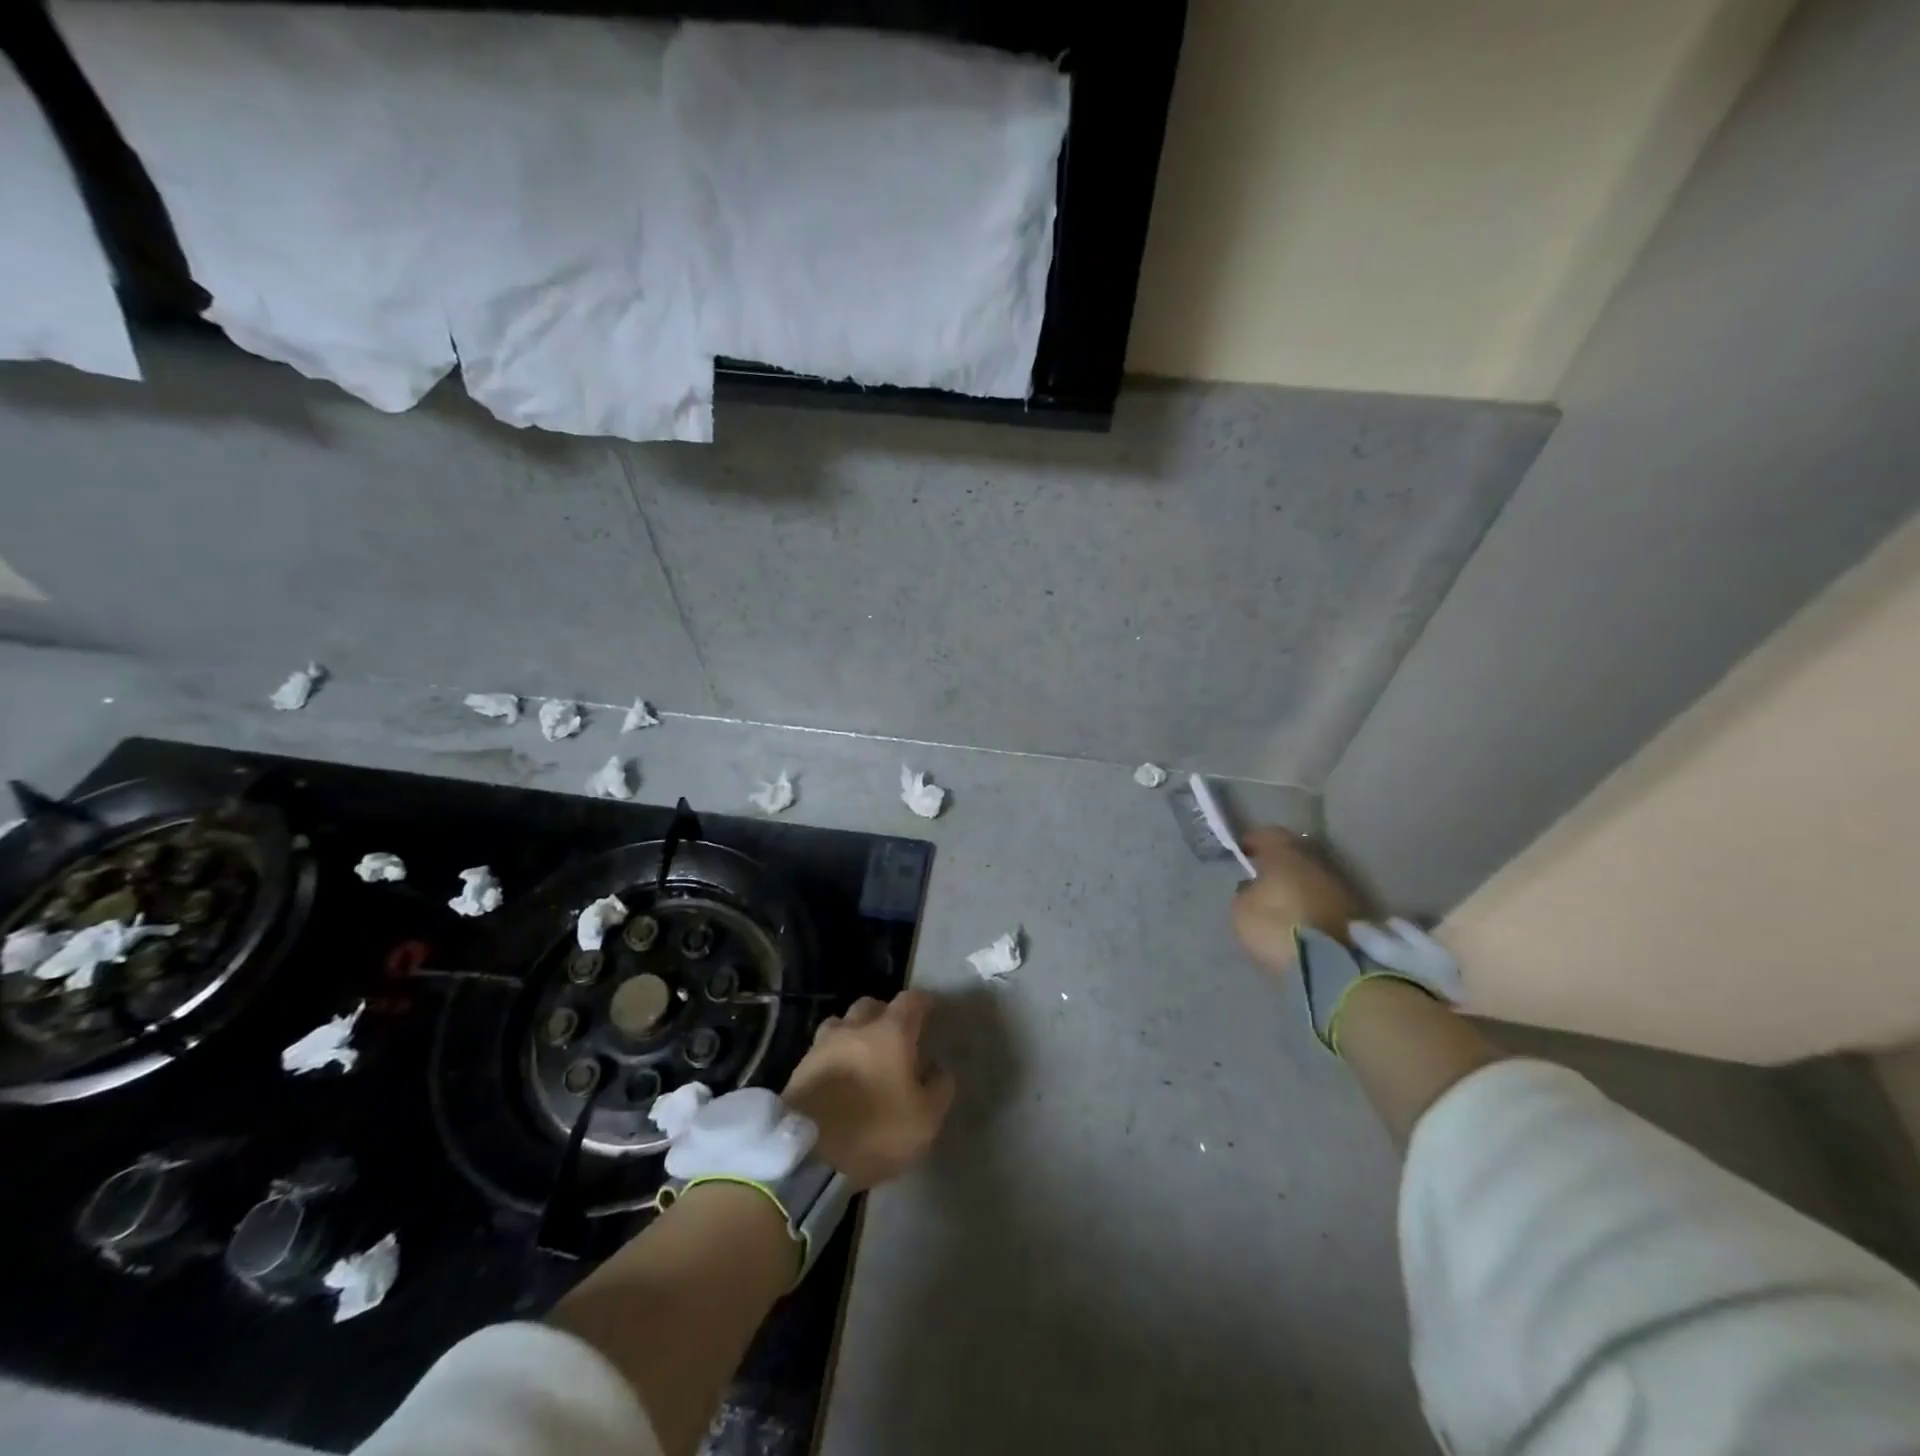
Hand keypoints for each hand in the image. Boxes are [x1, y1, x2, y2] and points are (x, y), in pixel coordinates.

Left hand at [782, 990, 954, 1191]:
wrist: (808, 1155)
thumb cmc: (876, 1131)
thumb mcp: (925, 1119)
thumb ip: (939, 1088)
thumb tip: (937, 1069)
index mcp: (891, 1032)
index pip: (911, 1000)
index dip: (922, 1003)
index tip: (930, 1011)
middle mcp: (855, 1028)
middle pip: (871, 1005)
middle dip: (884, 1015)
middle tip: (895, 1037)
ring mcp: (823, 1044)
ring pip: (842, 1024)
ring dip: (854, 1033)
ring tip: (863, 1055)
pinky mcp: (800, 1067)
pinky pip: (823, 1050)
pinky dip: (834, 1056)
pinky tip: (840, 1076)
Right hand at [1231, 828, 1370, 977]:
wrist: (1334, 967)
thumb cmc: (1278, 928)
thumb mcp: (1242, 910)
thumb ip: (1245, 892)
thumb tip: (1253, 888)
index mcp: (1286, 854)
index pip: (1268, 834)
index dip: (1254, 841)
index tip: (1243, 853)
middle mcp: (1317, 862)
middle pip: (1294, 854)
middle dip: (1279, 863)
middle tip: (1262, 878)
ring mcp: (1341, 886)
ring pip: (1312, 877)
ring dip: (1298, 886)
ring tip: (1282, 903)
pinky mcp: (1356, 912)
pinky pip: (1325, 900)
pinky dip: (1313, 905)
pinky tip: (1301, 920)